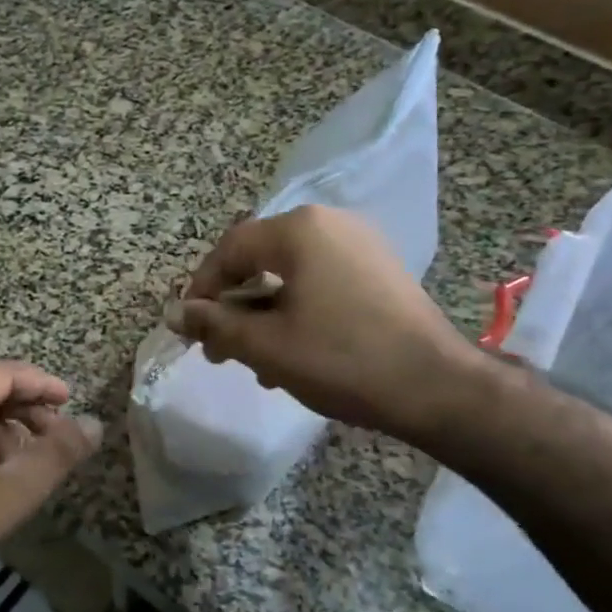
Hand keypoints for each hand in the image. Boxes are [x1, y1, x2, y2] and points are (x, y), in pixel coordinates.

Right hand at [168, 205, 485, 443]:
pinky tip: (294, 353)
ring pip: (291, 275)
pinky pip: (322, 282)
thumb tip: (174, 313)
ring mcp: (361, 245)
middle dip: (234, 305)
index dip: (201, 288)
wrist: (437, 387)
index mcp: (299, 230)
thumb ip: (214, 324)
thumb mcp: (265, 345)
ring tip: (255, 361)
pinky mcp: (380, 271)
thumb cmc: (341, 359)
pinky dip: (298, 310)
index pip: (230, 249)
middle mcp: (330, 224)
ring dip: (264, 314)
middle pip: (260, 259)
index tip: (190, 328)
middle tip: (218, 349)